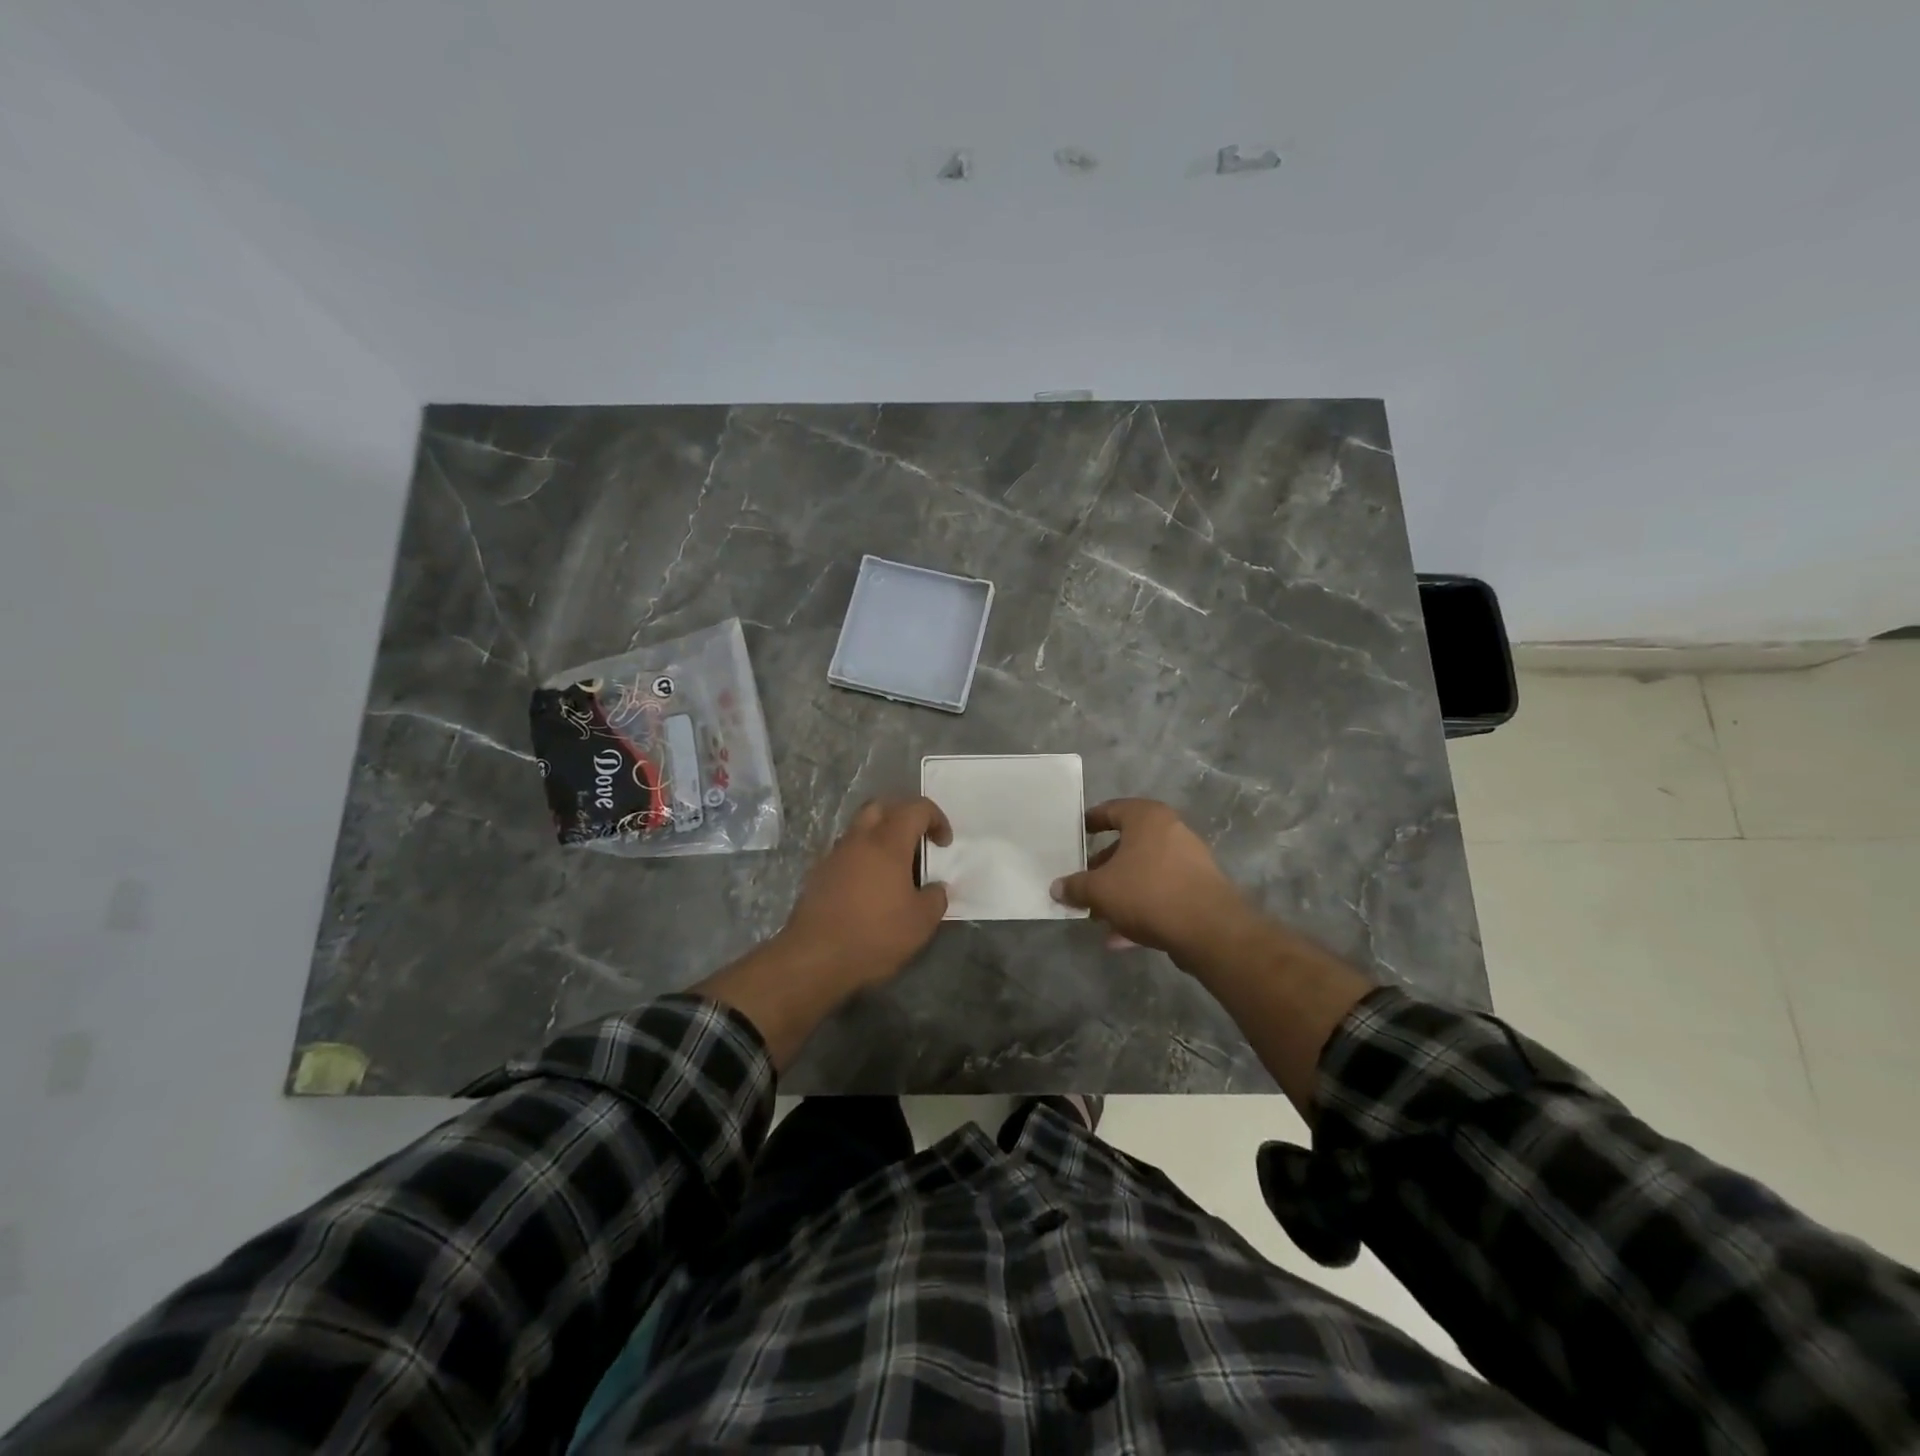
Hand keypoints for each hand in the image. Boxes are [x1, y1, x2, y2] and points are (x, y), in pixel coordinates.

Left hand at [776, 796, 952, 989]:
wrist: (814, 957)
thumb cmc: (874, 934)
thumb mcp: (921, 922)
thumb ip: (935, 898)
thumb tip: (935, 888)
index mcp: (887, 842)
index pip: (915, 808)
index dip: (936, 818)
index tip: (944, 844)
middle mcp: (859, 840)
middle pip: (881, 807)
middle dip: (902, 816)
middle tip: (916, 842)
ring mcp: (834, 856)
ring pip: (860, 830)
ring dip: (879, 839)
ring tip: (894, 871)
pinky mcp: (818, 874)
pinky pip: (846, 854)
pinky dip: (862, 860)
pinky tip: (870, 890)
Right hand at [1052, 798, 1372, 1113]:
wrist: (1209, 930)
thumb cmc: (1147, 892)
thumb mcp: (1100, 890)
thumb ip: (1075, 887)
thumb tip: (1056, 888)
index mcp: (1147, 817)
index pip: (1111, 810)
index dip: (1090, 822)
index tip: (1074, 836)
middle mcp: (1171, 830)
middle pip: (1128, 845)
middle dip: (1103, 868)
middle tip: (1083, 884)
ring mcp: (1190, 860)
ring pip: (1144, 872)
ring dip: (1120, 893)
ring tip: (1097, 917)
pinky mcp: (1200, 889)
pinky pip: (1161, 894)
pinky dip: (1140, 910)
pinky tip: (1120, 938)